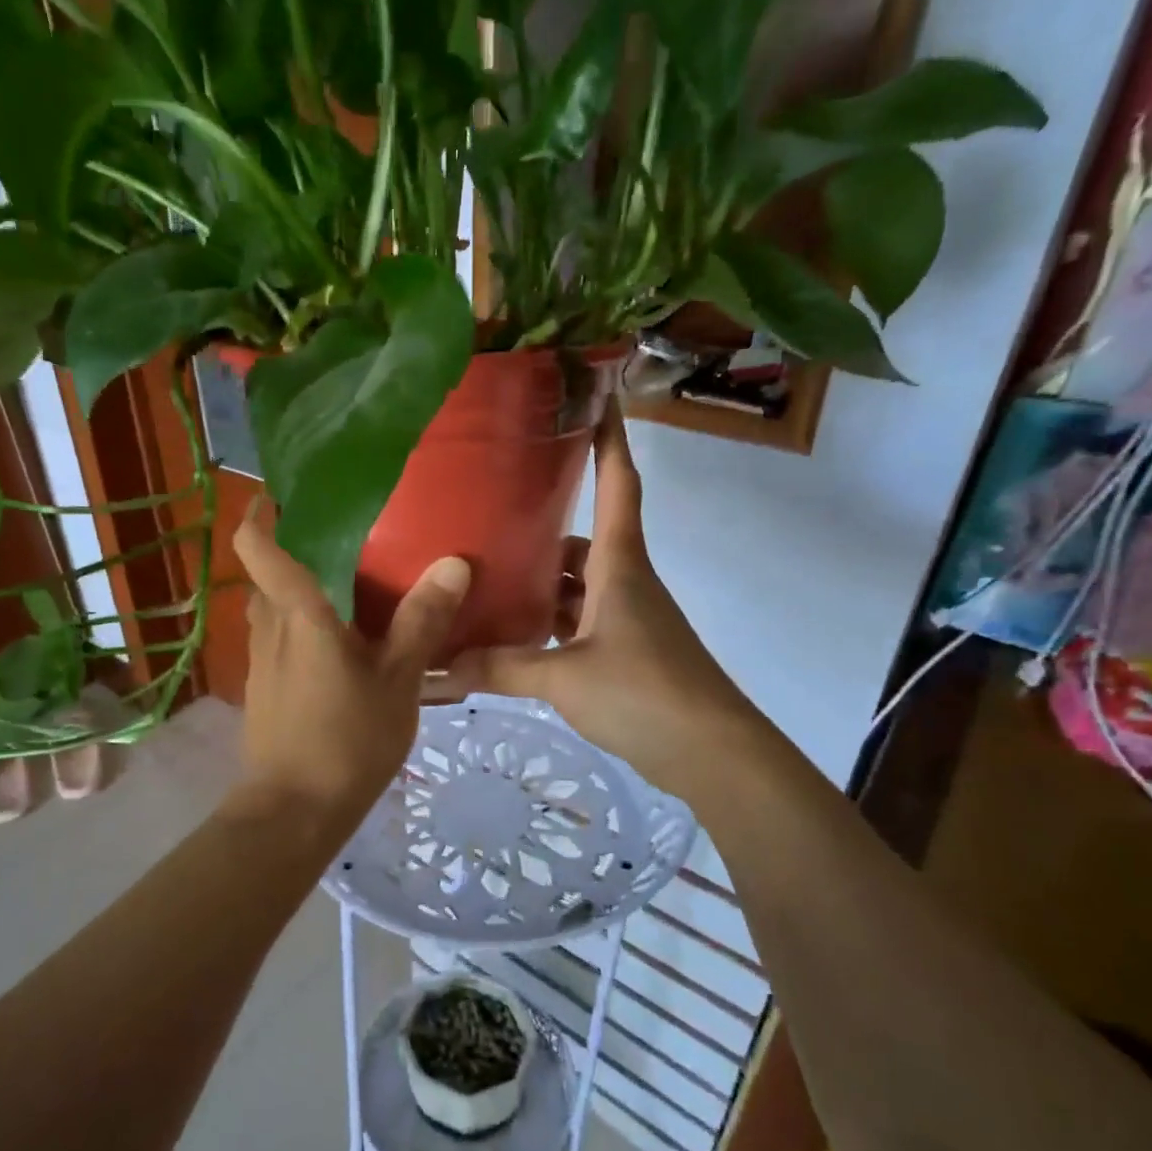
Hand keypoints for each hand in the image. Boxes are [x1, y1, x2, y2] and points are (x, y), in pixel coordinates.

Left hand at [230, 503, 470, 827]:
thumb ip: (422, 621)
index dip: (260, 512)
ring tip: (349, 583)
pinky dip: (302, 626)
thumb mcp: (398, 680)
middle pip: (268, 574)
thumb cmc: (347, 739)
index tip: (282, 490)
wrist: (294, 812)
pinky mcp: (266, 689)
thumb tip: (453, 562)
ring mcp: (262, 661)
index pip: (258, 546)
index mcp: (297, 614)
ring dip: (299, 590)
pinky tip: (341, 642)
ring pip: (274, 609)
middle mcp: (269, 628)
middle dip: (294, 548)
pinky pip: (280, 640)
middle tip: (343, 534)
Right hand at [439, 408, 753, 794]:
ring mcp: (626, 620)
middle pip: (582, 540)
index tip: (597, 396)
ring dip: (539, 583)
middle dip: (541, 527)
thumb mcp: (562, 678)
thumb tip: (439, 667)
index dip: (609, 440)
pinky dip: (548, 625)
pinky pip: (578, 624)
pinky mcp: (624, 654)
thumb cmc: (644, 692)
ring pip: (576, 586)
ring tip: (486, 580)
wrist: (713, 754)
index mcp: (618, 565)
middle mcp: (624, 582)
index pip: (617, 485)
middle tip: (487, 518)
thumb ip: (500, 668)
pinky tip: (511, 637)